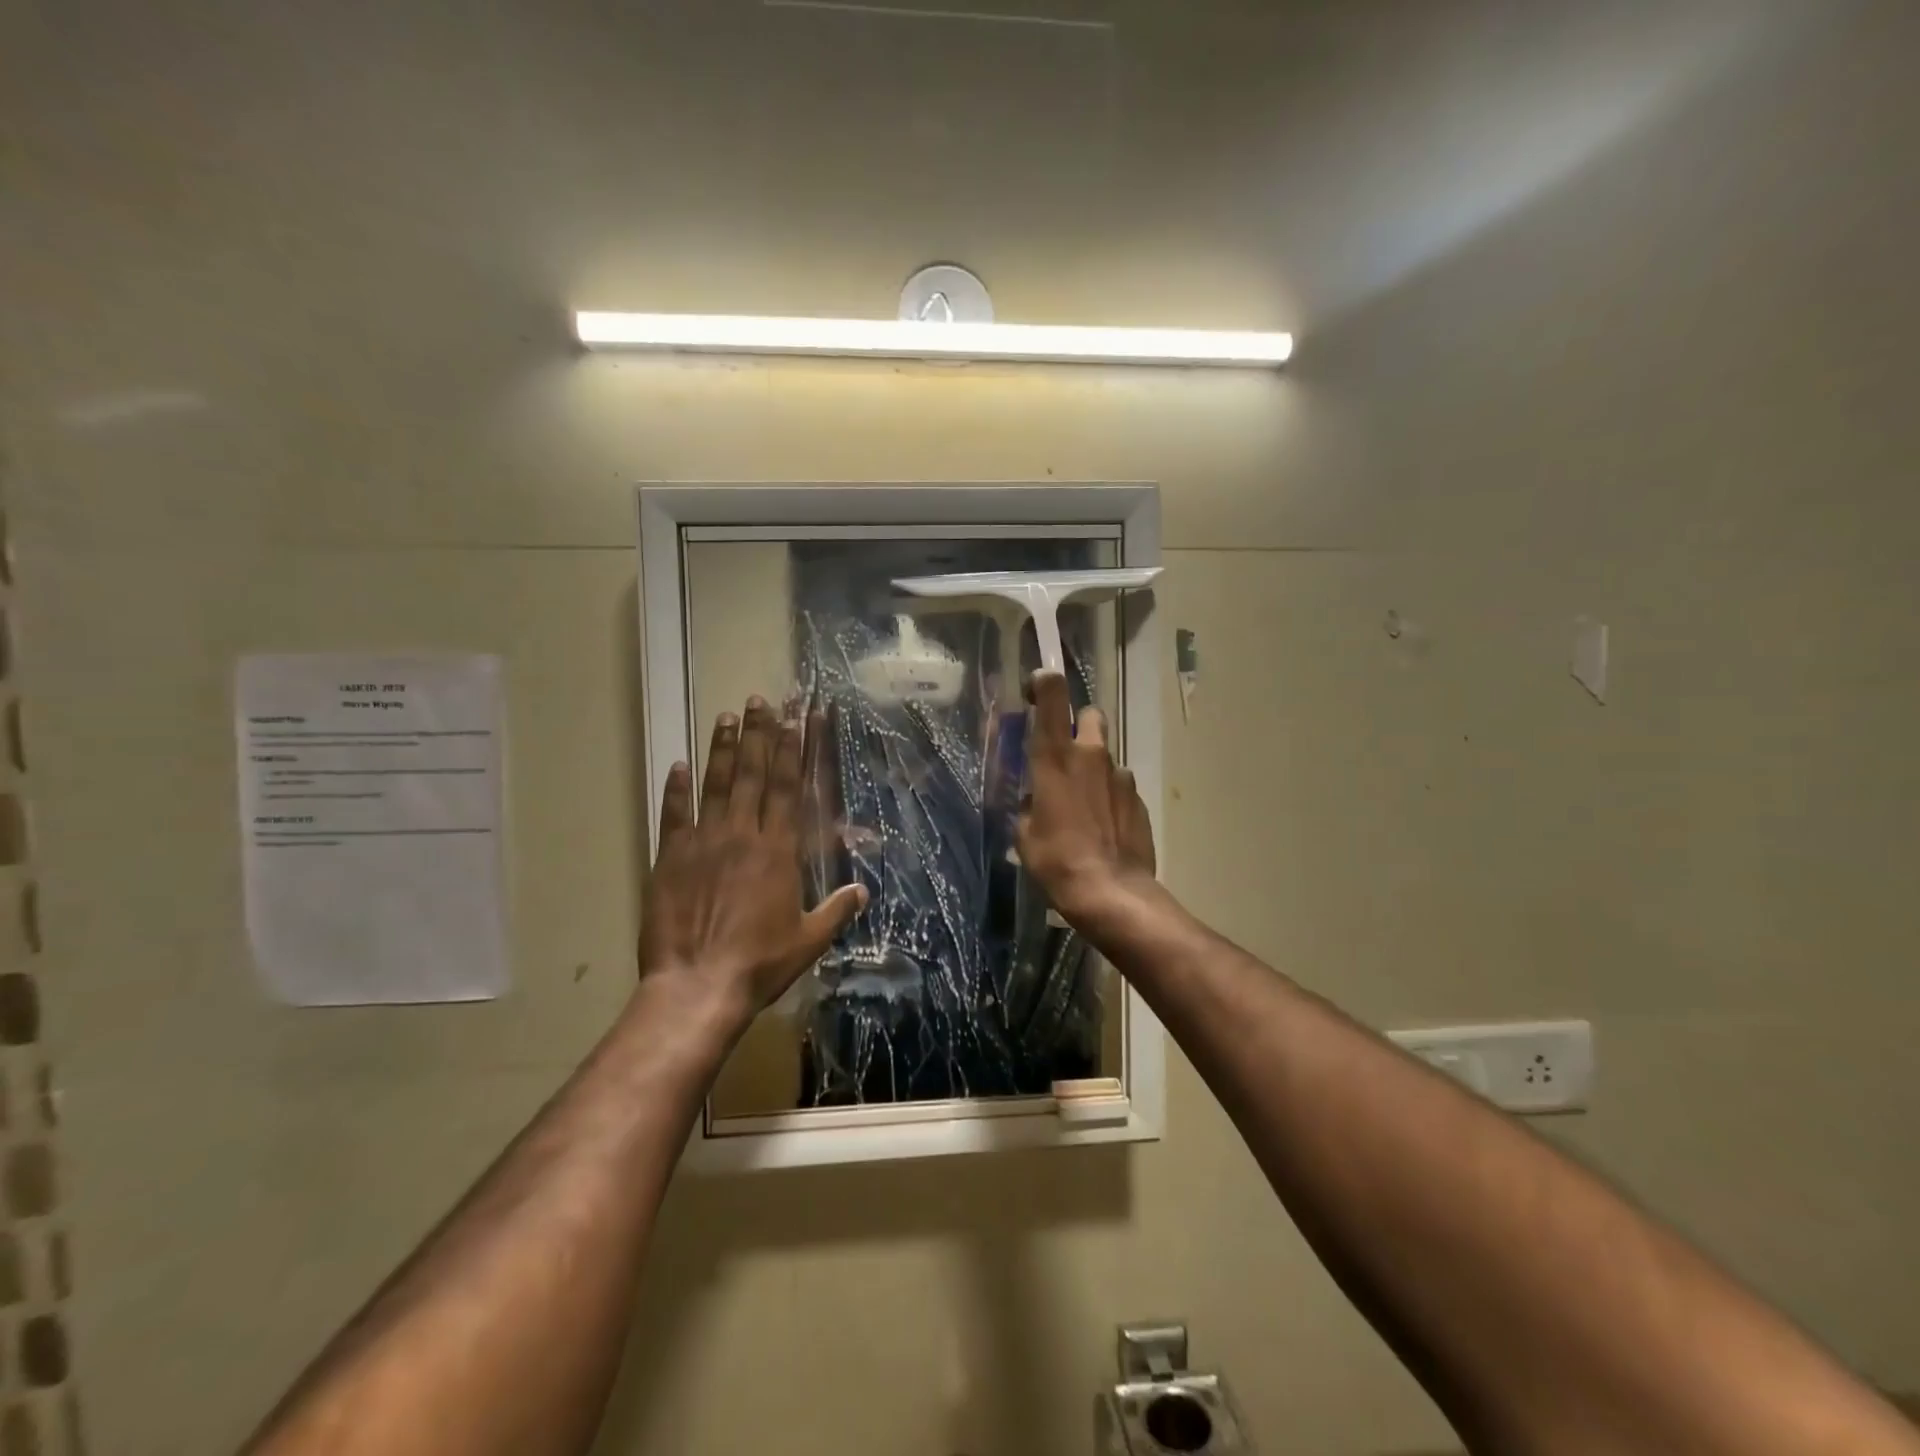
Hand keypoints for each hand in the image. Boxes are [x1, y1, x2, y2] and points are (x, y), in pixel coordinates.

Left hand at [639, 698, 867, 1028]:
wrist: (697, 985)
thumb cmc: (760, 962)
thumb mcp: (809, 939)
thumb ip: (837, 910)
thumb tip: (863, 890)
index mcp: (777, 850)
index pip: (787, 788)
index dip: (791, 750)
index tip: (794, 719)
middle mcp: (741, 835)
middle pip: (752, 775)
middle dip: (759, 735)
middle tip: (759, 701)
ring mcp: (702, 843)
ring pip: (715, 785)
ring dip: (722, 749)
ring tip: (727, 717)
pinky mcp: (669, 858)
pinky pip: (674, 815)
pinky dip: (676, 789)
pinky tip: (678, 766)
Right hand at [1015, 671, 1156, 926]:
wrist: (1110, 892)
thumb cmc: (1056, 861)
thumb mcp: (1025, 834)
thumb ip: (1030, 804)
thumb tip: (1038, 800)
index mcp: (1054, 757)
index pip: (1053, 696)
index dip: (1045, 683)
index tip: (1037, 688)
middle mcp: (1090, 755)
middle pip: (1090, 715)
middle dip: (1078, 726)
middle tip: (1065, 754)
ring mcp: (1120, 775)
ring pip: (1105, 755)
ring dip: (1094, 769)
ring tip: (1084, 806)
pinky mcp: (1139, 799)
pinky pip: (1120, 786)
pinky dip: (1110, 797)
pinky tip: (1104, 826)